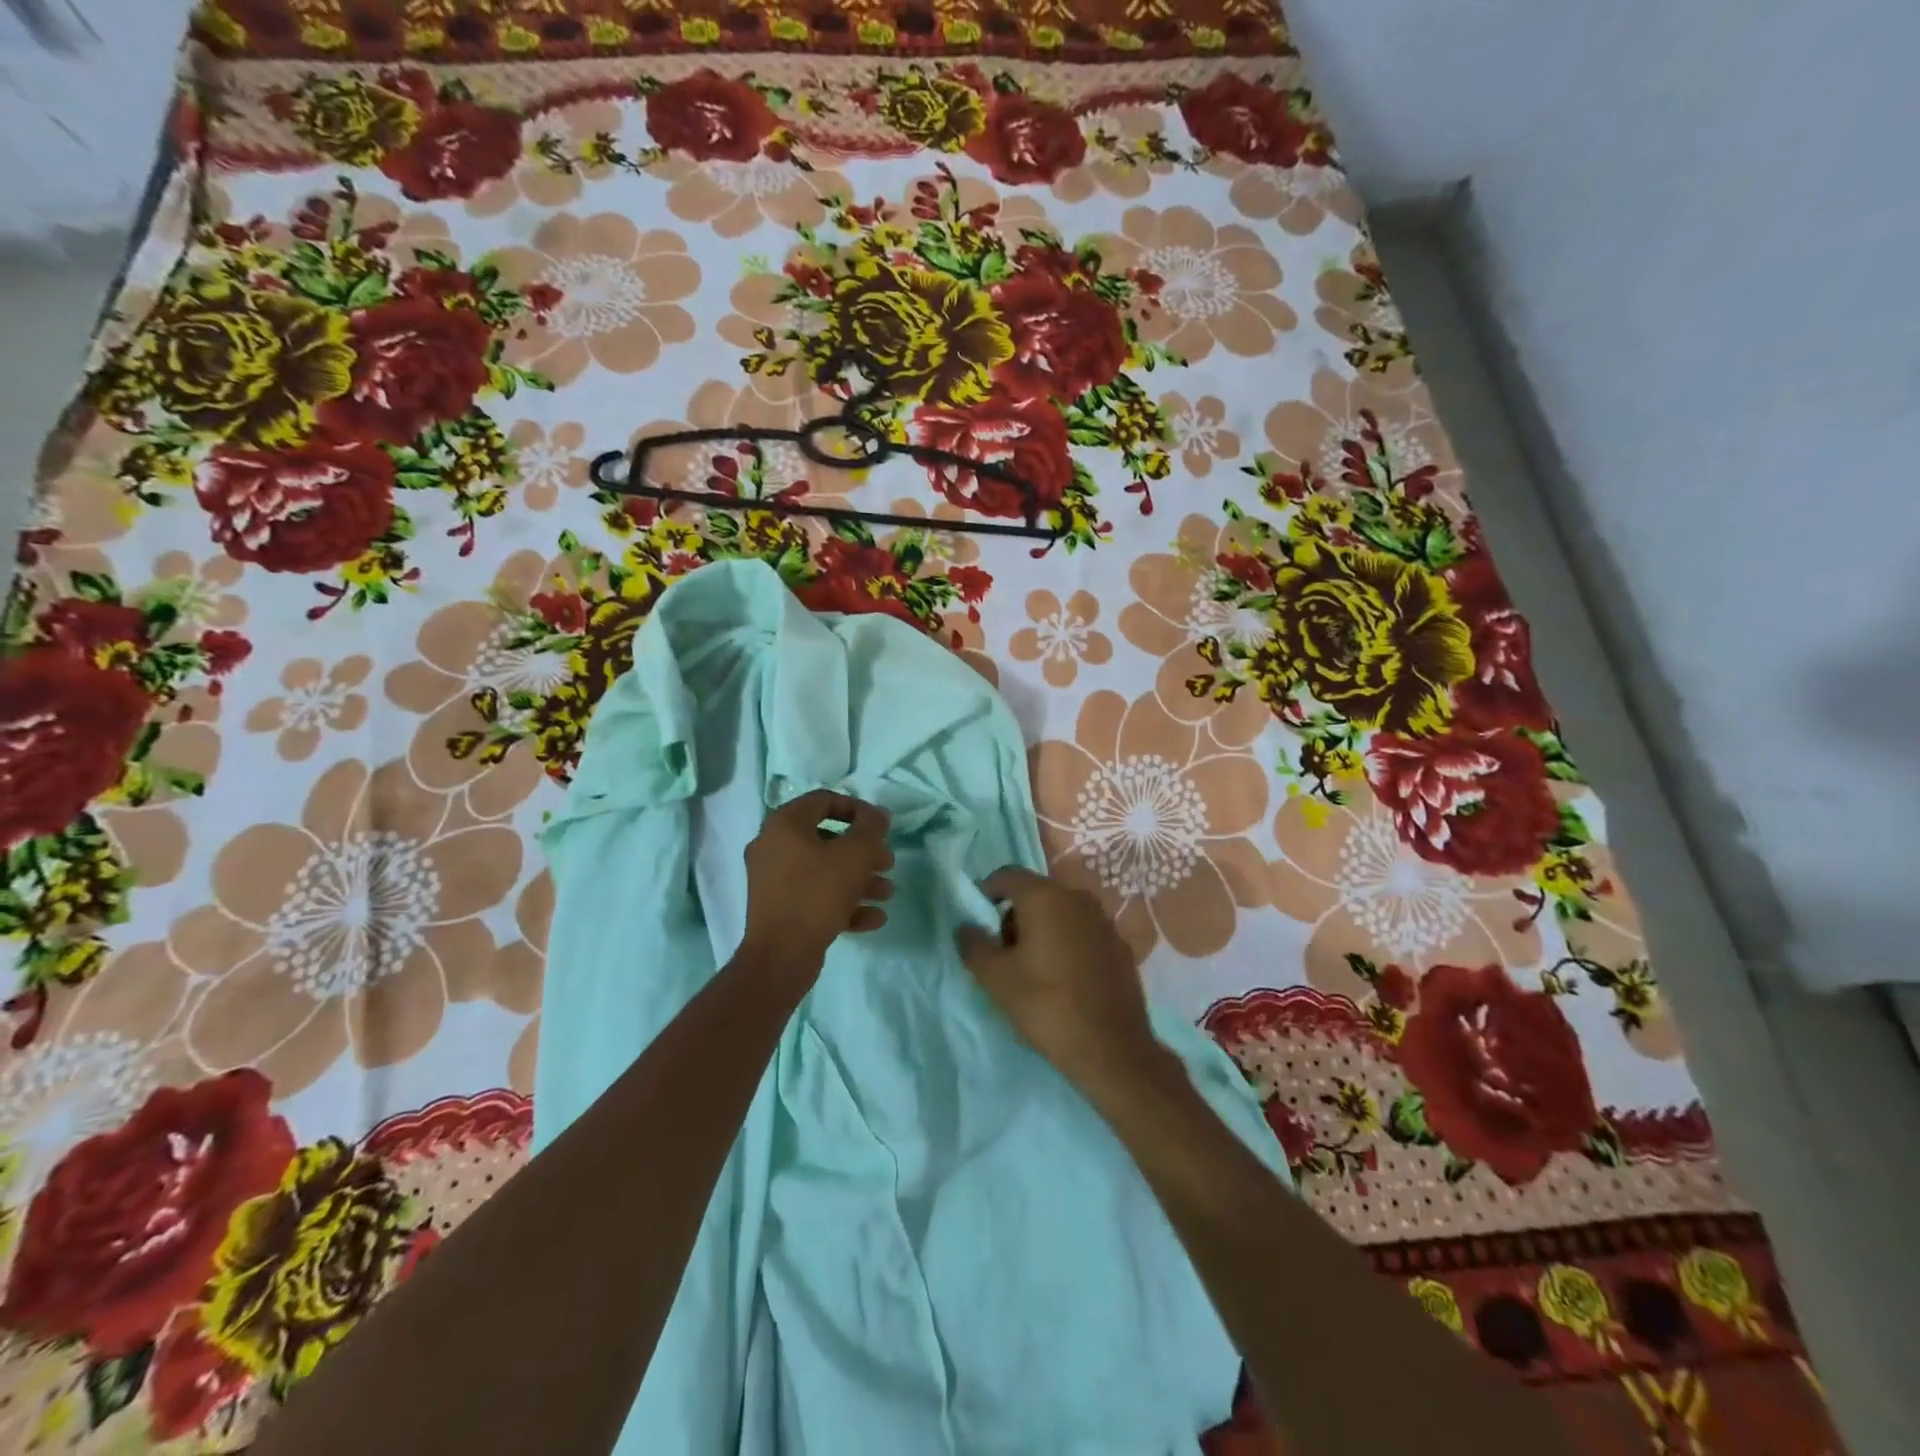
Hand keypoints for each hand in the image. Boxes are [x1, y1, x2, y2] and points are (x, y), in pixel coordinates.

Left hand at [739, 790, 893, 976]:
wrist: (780, 956)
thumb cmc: (817, 894)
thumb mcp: (853, 855)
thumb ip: (870, 829)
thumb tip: (878, 814)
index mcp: (785, 825)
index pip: (824, 801)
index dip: (858, 809)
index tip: (881, 827)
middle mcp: (773, 847)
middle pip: (827, 840)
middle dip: (864, 852)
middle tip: (888, 863)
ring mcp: (773, 880)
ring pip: (824, 871)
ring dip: (859, 879)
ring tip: (887, 893)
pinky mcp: (780, 909)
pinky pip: (816, 897)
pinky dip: (844, 903)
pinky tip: (874, 918)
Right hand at [955, 867, 1158, 1092]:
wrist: (1111, 1048)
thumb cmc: (1046, 1006)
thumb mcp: (996, 979)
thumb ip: (974, 945)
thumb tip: (966, 927)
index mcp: (1045, 897)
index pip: (1007, 876)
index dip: (987, 892)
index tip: (979, 921)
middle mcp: (1077, 898)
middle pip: (1035, 893)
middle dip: (1015, 916)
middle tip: (1005, 953)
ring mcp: (1104, 920)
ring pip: (1061, 912)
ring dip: (1042, 929)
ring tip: (1034, 969)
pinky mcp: (1120, 944)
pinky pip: (1083, 931)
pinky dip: (1068, 943)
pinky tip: (1065, 978)